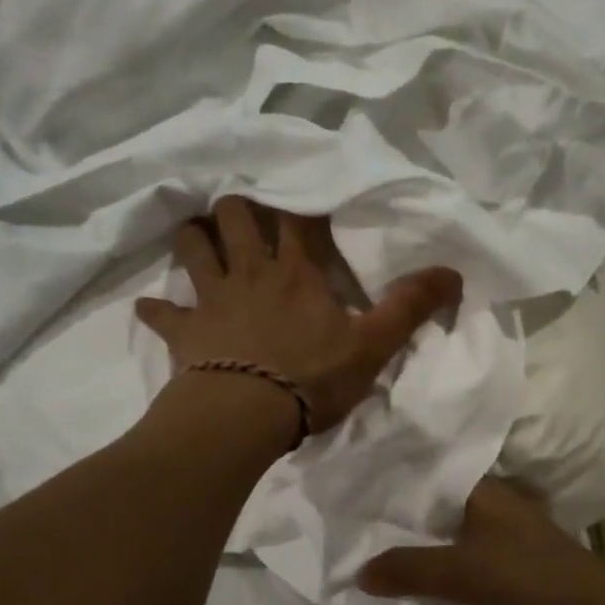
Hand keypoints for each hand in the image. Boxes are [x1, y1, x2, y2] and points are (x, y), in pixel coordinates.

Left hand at [135, 197, 461, 435]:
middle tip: (242, 210)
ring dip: (193, 238)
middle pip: (234, 216)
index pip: (297, 219)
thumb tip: (454, 272)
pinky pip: (161, 313)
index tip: (299, 189)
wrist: (245, 415)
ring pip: (192, 248)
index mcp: (296, 272)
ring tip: (197, 237)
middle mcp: (250, 273)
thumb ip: (410, 307)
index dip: (298, 201)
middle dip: (236, 206)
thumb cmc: (312, 378)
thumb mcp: (373, 345)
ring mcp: (211, 299)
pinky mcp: (184, 331)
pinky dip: (156, 309)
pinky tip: (151, 308)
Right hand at [358, 478, 604, 604]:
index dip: (388, 476)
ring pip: (441, 534)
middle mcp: (487, 504)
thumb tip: (358, 573)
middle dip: (394, 514)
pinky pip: (455, 561)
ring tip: (363, 546)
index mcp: (482, 489)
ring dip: (412, 543)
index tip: (348, 482)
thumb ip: (409, 569)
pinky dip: (432, 567)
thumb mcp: (463, 572)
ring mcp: (496, 536)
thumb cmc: (530, 579)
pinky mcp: (501, 567)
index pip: (424, 471)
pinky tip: (403, 577)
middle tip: (345, 519)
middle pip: (430, 504)